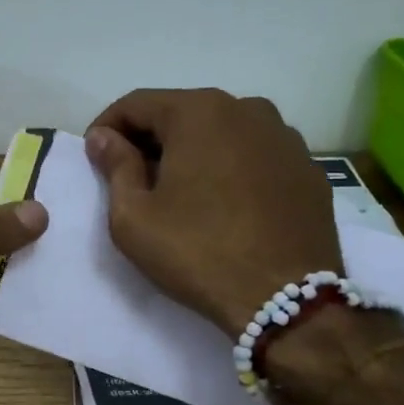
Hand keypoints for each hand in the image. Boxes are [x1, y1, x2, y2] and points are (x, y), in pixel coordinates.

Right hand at [86, 89, 342, 337]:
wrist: (286, 300)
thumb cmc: (198, 253)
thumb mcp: (134, 216)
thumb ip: (115, 165)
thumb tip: (104, 137)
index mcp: (199, 112)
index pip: (137, 103)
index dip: (107, 127)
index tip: (95, 157)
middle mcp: (247, 109)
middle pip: (182, 113)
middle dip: (151, 139)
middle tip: (133, 178)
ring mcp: (285, 137)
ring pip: (222, 132)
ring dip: (193, 152)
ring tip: (181, 192)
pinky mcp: (308, 168)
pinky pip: (255, 154)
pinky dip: (231, 167)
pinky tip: (224, 204)